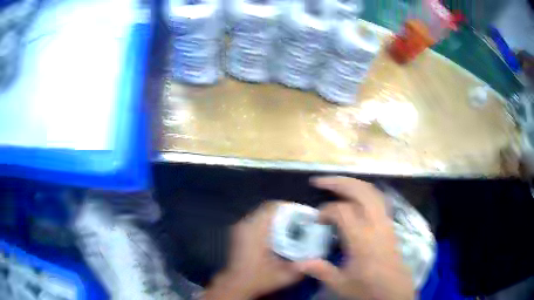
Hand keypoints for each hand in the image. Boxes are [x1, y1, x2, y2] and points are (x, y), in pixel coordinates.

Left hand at [205, 201, 302, 299]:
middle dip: (285, 212)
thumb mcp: (285, 275)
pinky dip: (267, 222)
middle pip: (267, 208)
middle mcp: (246, 225)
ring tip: (290, 225)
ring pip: (261, 213)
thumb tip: (316, 255)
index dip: (289, 207)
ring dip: (276, 217)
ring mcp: (240, 228)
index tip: (302, 214)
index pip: (272, 208)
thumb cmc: (259, 278)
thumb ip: (302, 265)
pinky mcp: (238, 233)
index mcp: (256, 231)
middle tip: (299, 220)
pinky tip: (277, 233)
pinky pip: (255, 220)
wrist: (236, 285)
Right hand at [296, 176, 414, 299]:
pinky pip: (379, 199)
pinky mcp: (390, 225)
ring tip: (337, 183)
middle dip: (339, 183)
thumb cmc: (368, 288)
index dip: (326, 210)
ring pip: (372, 192)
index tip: (317, 219)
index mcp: (362, 240)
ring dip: (353, 183)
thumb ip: (321, 271)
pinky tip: (357, 195)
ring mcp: (385, 222)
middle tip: (320, 181)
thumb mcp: (341, 284)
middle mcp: (376, 225)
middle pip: (361, 192)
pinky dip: (366, 191)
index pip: (343, 211)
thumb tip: (298, 262)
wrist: (394, 291)